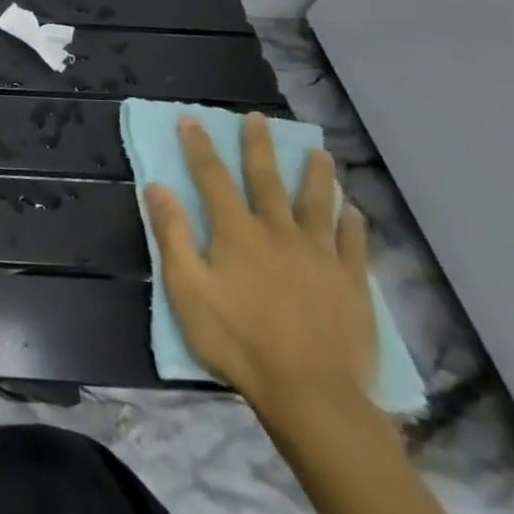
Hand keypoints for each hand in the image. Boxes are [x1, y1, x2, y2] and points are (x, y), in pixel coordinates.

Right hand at [145, 112, 376, 423]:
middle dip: (259, 147)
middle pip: (267, 180)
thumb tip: (158, 188)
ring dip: (316, 175)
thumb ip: (173, 235)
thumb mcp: (187, 289)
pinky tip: (353, 211)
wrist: (311, 393)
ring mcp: (321, 257)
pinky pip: (355, 244)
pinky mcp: (352, 284)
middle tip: (259, 119)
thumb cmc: (237, 340)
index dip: (200, 147)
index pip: (213, 177)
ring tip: (318, 152)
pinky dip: (353, 223)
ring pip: (318, 205)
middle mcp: (279, 233)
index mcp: (237, 233)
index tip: (193, 120)